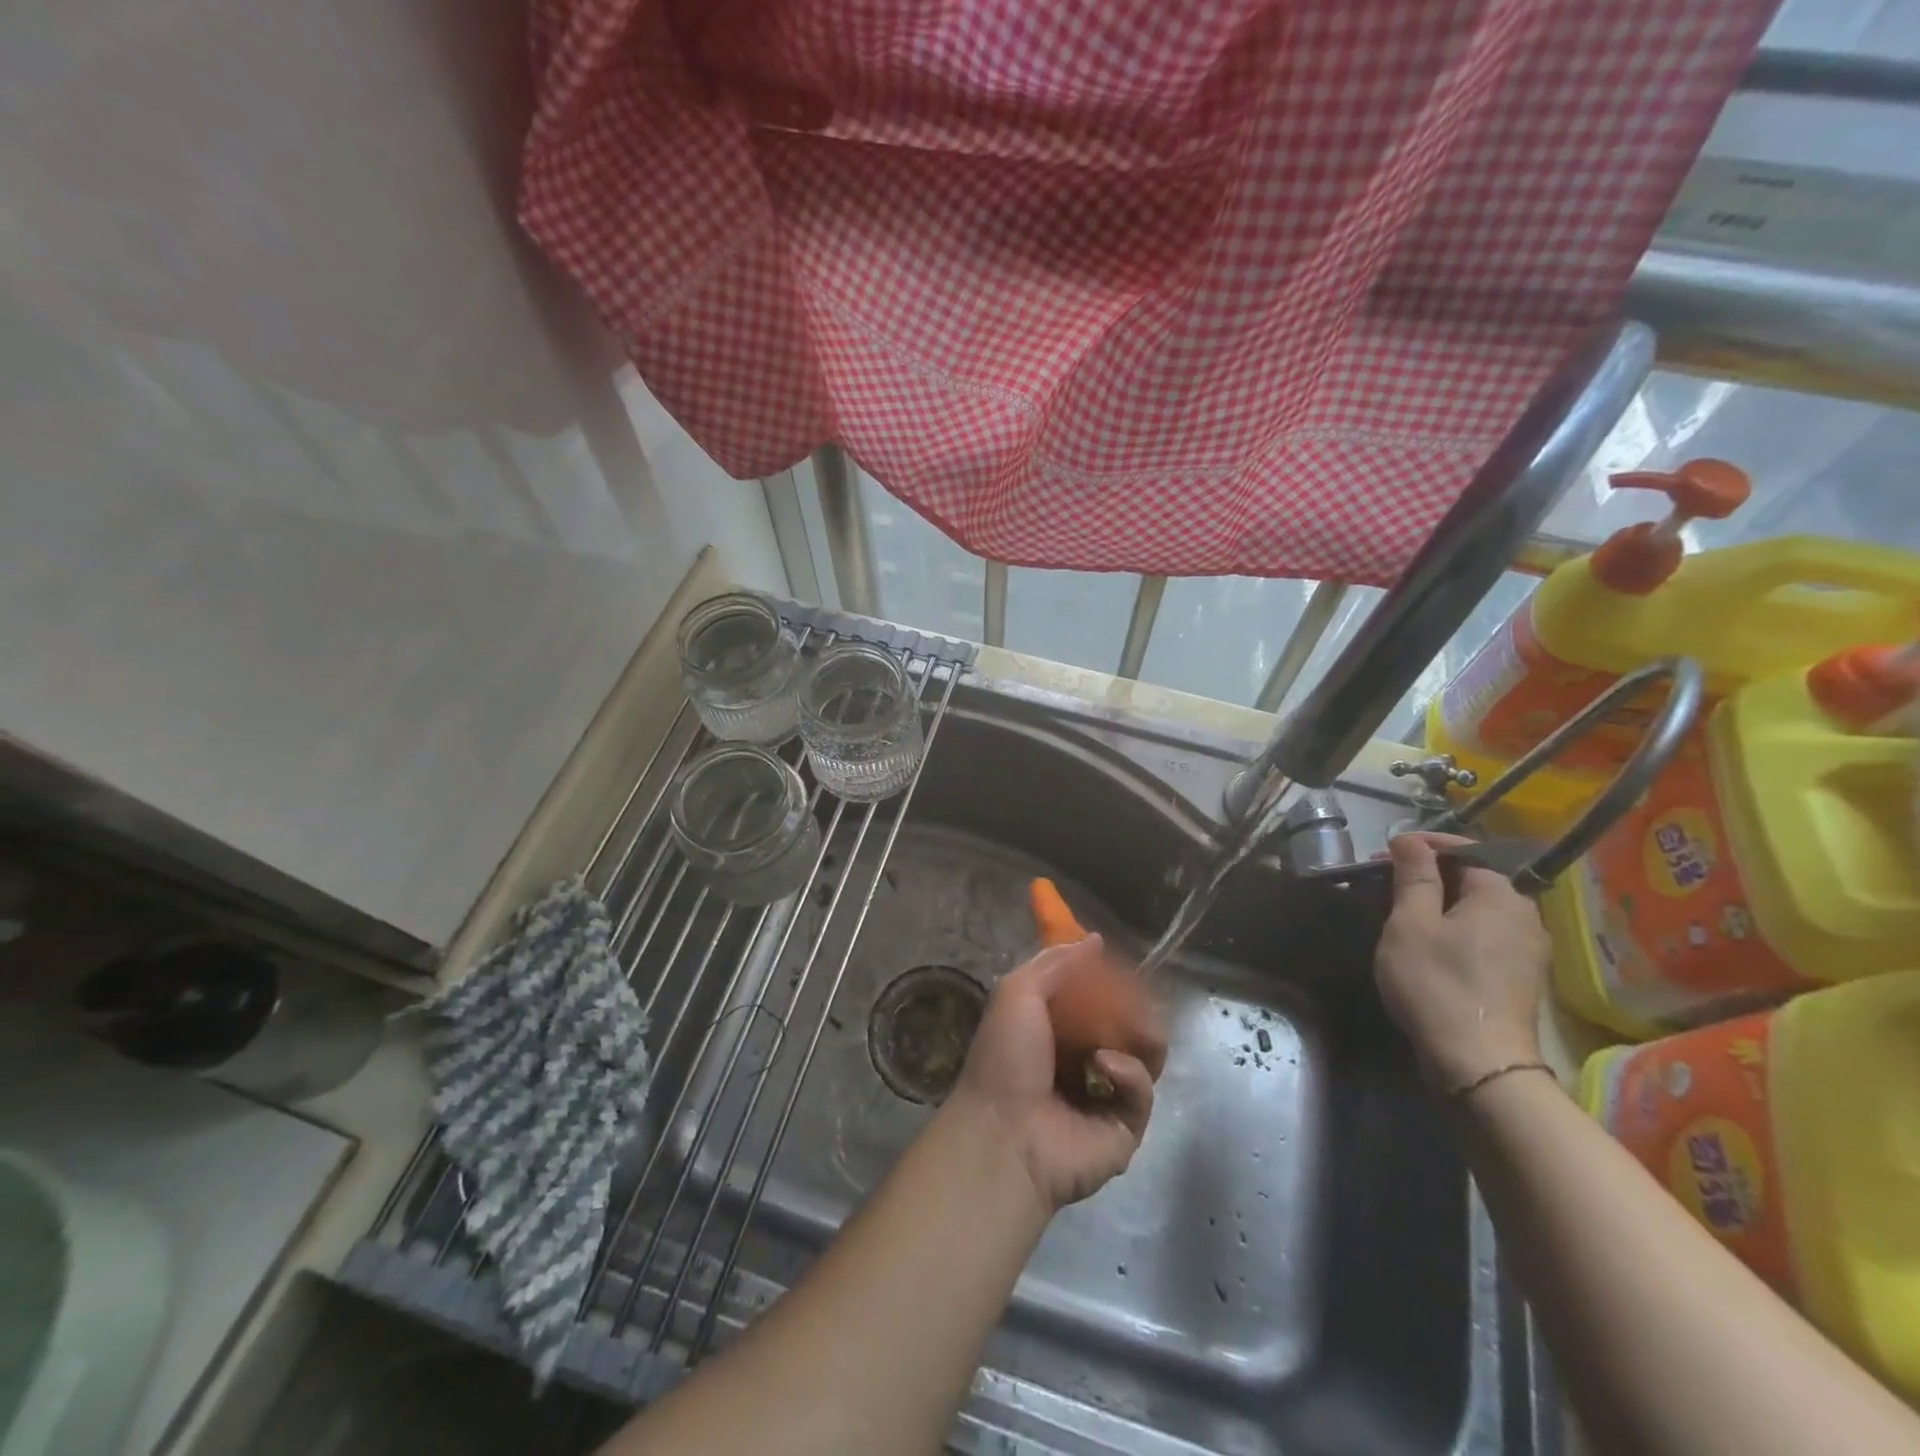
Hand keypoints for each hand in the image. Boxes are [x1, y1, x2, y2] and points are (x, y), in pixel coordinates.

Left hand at [949, 936, 1157, 1211]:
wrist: (1005, 1134)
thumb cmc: (1005, 1057)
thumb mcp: (1018, 992)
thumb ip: (1056, 963)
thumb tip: (1095, 940)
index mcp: (1051, 1033)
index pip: (1091, 1001)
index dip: (1107, 982)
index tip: (1121, 965)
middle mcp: (1079, 1063)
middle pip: (1123, 1027)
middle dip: (1135, 1008)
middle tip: (1140, 996)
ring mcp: (1104, 1098)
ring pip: (1143, 1057)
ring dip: (1141, 1035)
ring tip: (1134, 1026)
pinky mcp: (1125, 1129)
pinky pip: (1142, 1091)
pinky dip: (1130, 1072)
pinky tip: (1105, 1065)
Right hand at [1374, 832, 1550, 1091]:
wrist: (1479, 1061)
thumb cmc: (1437, 982)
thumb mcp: (1411, 923)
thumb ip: (1414, 876)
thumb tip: (1411, 840)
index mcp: (1501, 894)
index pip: (1466, 850)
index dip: (1425, 845)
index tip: (1386, 852)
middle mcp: (1525, 914)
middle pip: (1476, 878)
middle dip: (1432, 874)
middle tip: (1388, 881)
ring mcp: (1530, 948)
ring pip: (1481, 908)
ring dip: (1444, 902)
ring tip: (1405, 911)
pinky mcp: (1524, 976)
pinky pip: (1488, 934)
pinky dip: (1458, 927)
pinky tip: (1432, 943)